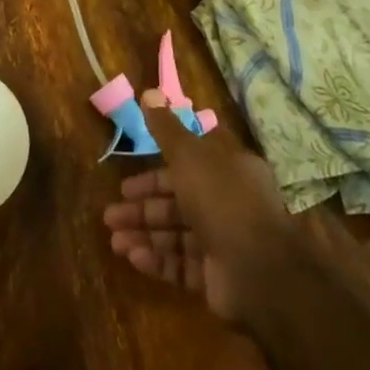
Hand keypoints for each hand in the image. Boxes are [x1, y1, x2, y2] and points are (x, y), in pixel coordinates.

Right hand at [103, 92, 307, 327]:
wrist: (260, 271)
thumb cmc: (222, 199)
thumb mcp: (190, 155)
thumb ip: (166, 129)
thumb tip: (149, 93)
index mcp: (228, 170)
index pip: (187, 164)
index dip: (155, 169)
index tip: (126, 179)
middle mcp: (227, 203)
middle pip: (177, 201)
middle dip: (142, 207)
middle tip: (110, 214)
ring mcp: (224, 241)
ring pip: (177, 234)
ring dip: (145, 235)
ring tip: (114, 241)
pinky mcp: (219, 276)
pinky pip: (184, 264)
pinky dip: (160, 260)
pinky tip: (134, 258)